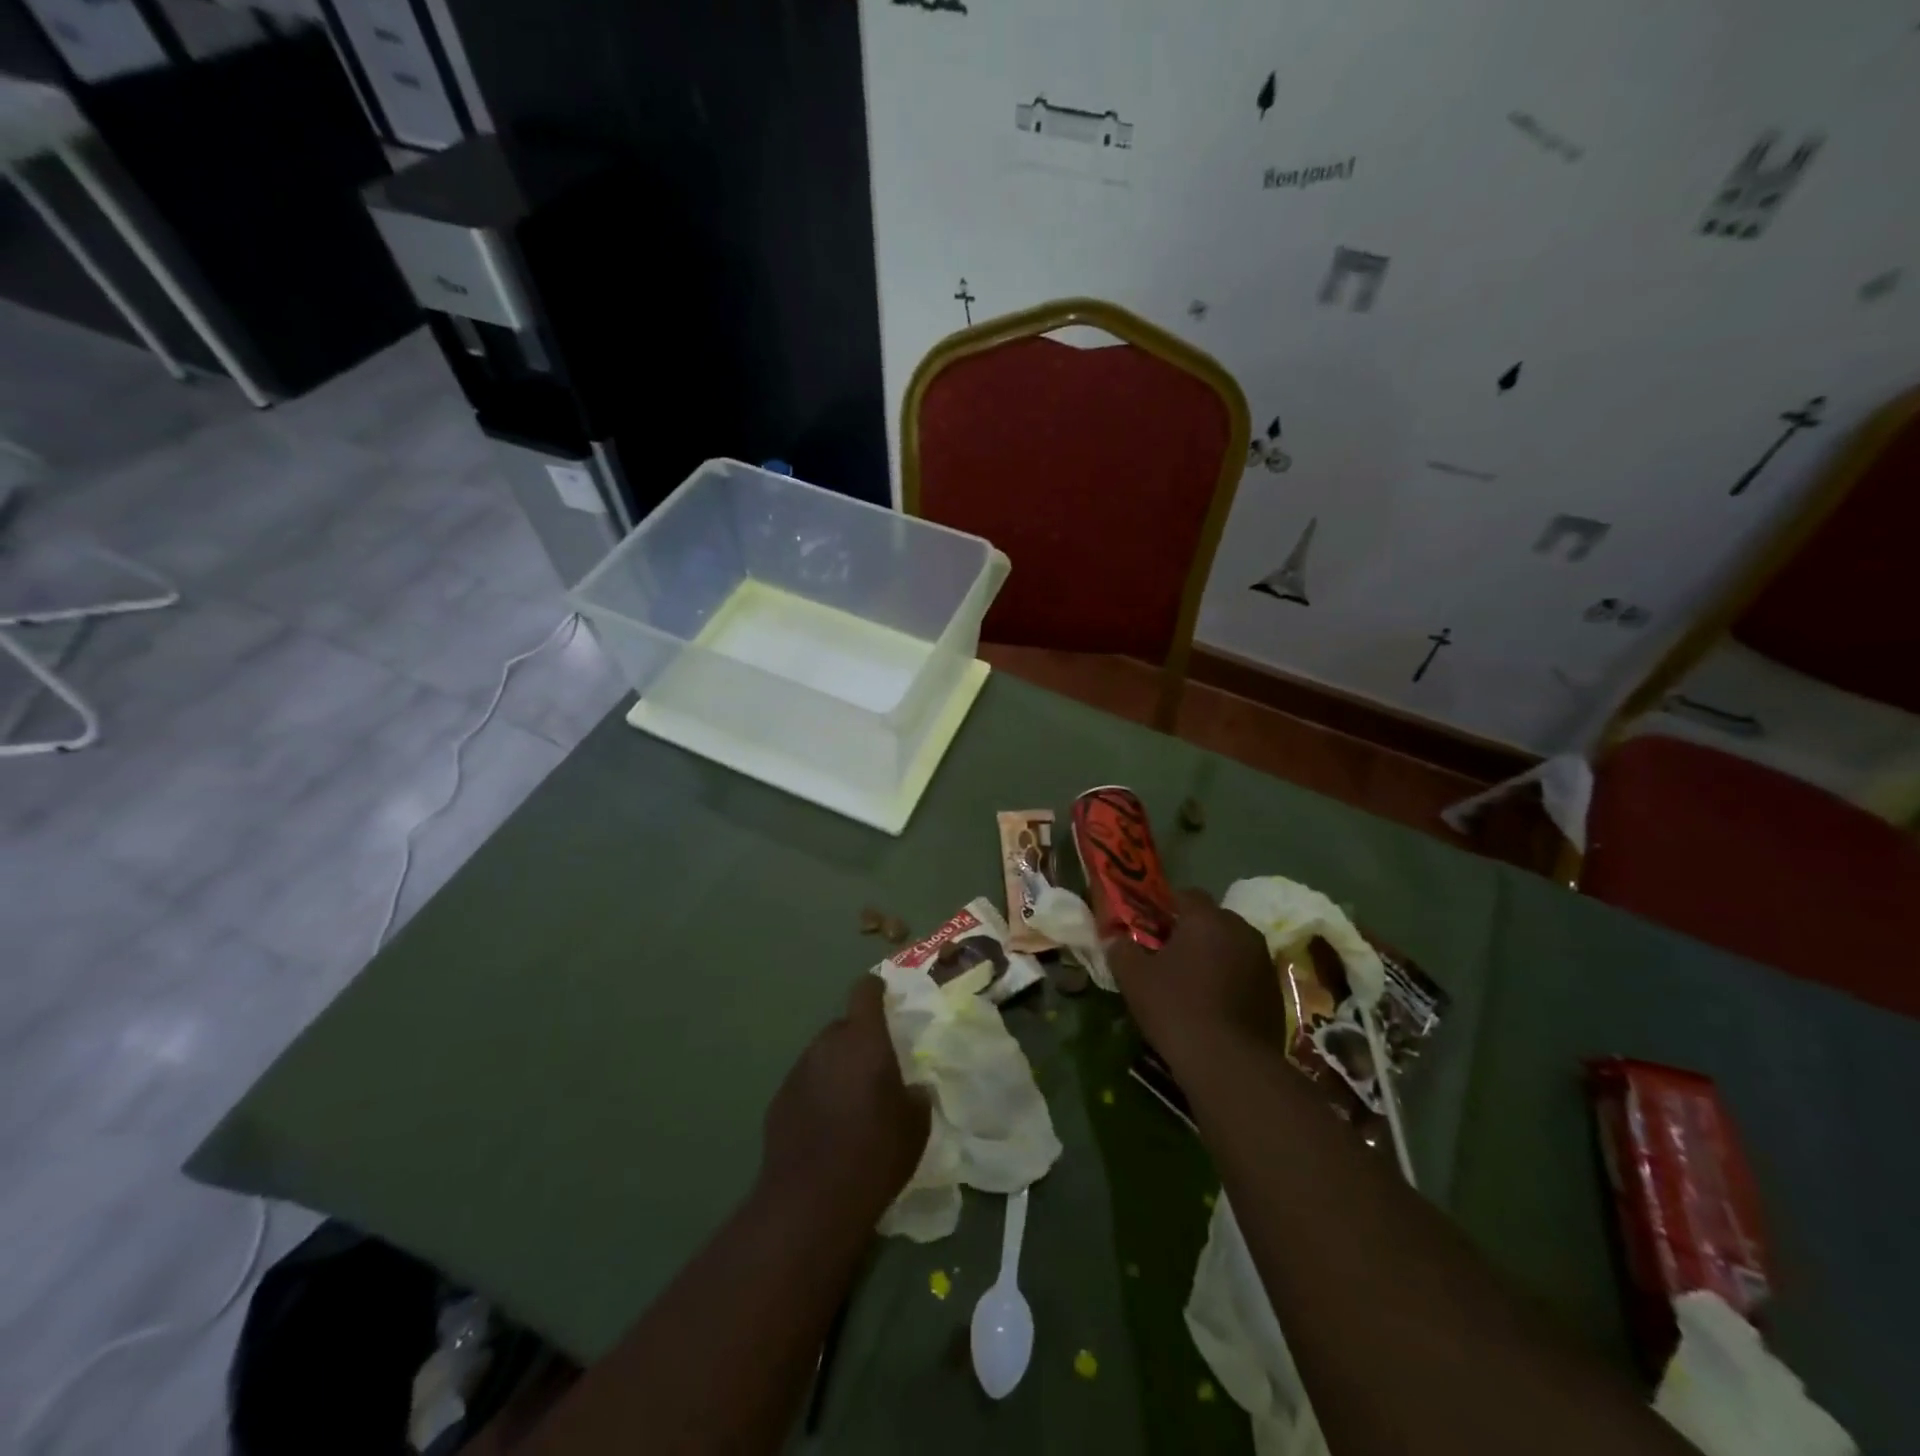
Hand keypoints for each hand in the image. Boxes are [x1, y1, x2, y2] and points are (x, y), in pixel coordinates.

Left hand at [757, 977, 929, 1227]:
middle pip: (843, 1027)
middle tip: (876, 1068)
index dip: (876, 989)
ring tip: (851, 1103)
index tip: (886, 997)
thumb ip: (916, 1095)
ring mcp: (797, 1072)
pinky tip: (827, 1128)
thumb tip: (912, 1089)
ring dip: (837, 1068)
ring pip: (822, 1057)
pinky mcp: (778, 1101)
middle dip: (859, 1040)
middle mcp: (827, 1044)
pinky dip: (817, 1095)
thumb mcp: (916, 1125)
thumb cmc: (876, 1152)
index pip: (865, 991)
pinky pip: (805, 1085)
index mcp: (863, 1038)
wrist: (812, 1201)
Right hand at [1107, 888, 1286, 1073]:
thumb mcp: (1134, 977)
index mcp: (1207, 918)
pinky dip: (1231, 981)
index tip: (1149, 926)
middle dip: (1192, 932)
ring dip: (1214, 957)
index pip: (1186, 894)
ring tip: (1191, 983)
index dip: (1165, 907)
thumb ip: (1121, 949)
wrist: (1229, 1064)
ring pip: (1232, 947)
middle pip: (1212, 920)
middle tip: (1167, 955)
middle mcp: (1241, 930)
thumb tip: (1116, 939)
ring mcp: (1264, 962)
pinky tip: (1214, 1007)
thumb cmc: (1176, 1007)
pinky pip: (1246, 974)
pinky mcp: (1276, 992)